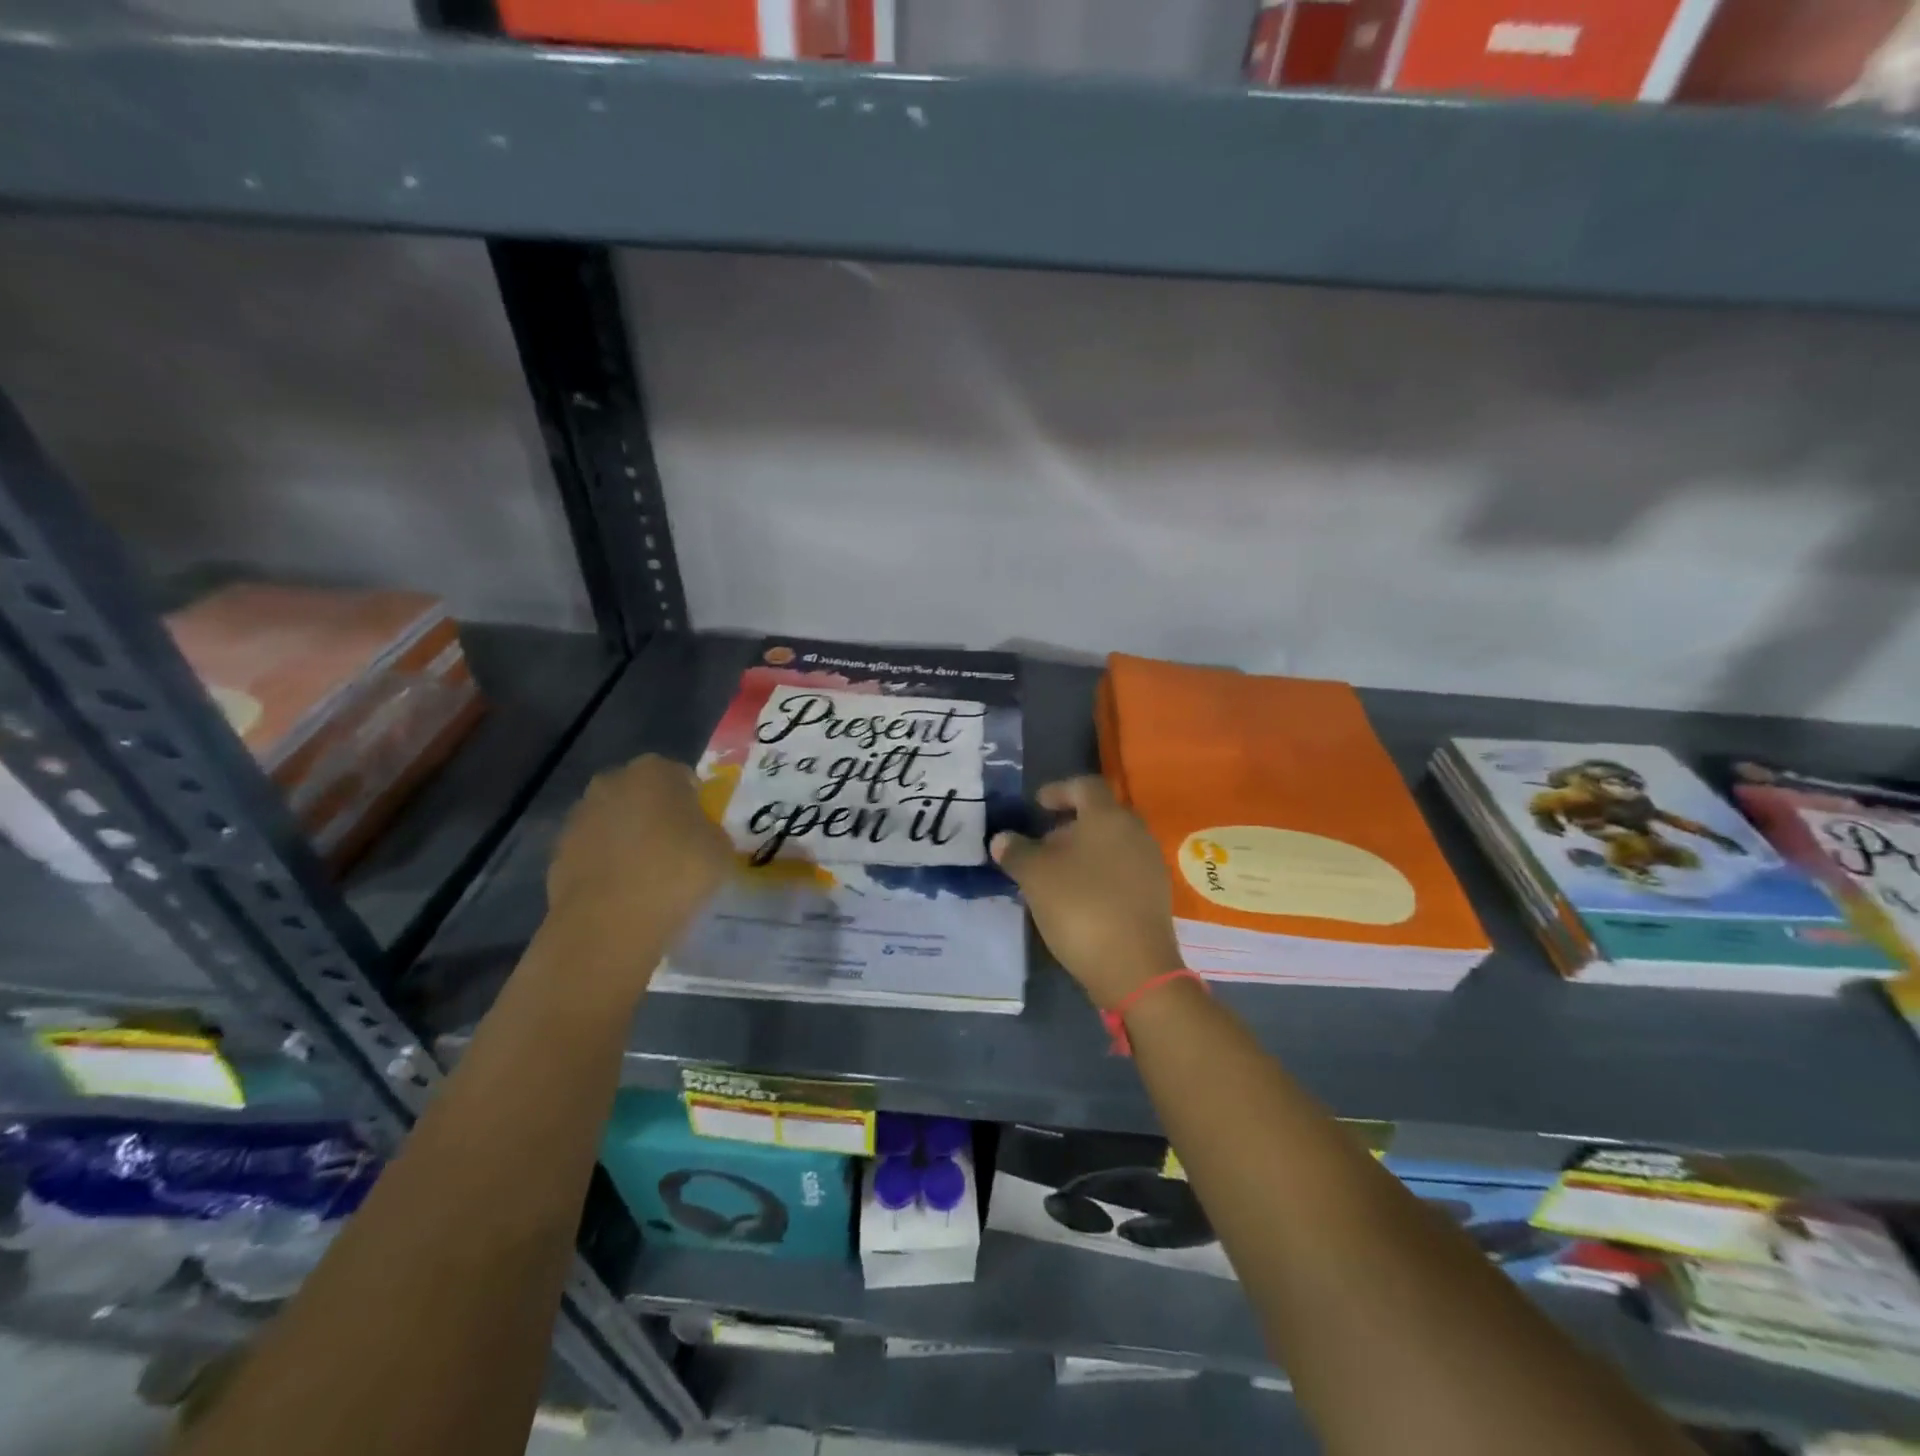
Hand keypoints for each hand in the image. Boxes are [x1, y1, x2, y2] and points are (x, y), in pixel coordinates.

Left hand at [539, 754, 732, 991]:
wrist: (610, 923)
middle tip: (677, 847)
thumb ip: (710, 830)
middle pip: (641, 794)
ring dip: (628, 839)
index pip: (680, 776)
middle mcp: (610, 783)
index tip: (702, 829)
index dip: (694, 801)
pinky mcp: (558, 853)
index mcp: (654, 771)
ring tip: (649, 875)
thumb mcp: (721, 849)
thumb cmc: (677, 873)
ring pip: (614, 822)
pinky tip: (624, 893)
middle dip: (656, 814)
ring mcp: (578, 818)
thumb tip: (699, 833)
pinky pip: (594, 852)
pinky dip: (607, 865)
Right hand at [990, 776, 1184, 1010]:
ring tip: (1054, 877)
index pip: (1084, 786)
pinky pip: (1122, 871)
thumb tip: (1002, 839)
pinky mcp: (1155, 896)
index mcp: (1108, 817)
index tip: (1037, 805)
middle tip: (1040, 845)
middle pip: (1099, 817)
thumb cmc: (1081, 907)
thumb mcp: (1035, 876)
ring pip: (1111, 845)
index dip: (1058, 790)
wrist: (1134, 967)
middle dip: (1067, 827)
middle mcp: (1135, 832)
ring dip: (1082, 853)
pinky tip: (1078, 899)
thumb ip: (1016, 851)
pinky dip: (1098, 875)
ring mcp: (1150, 865)